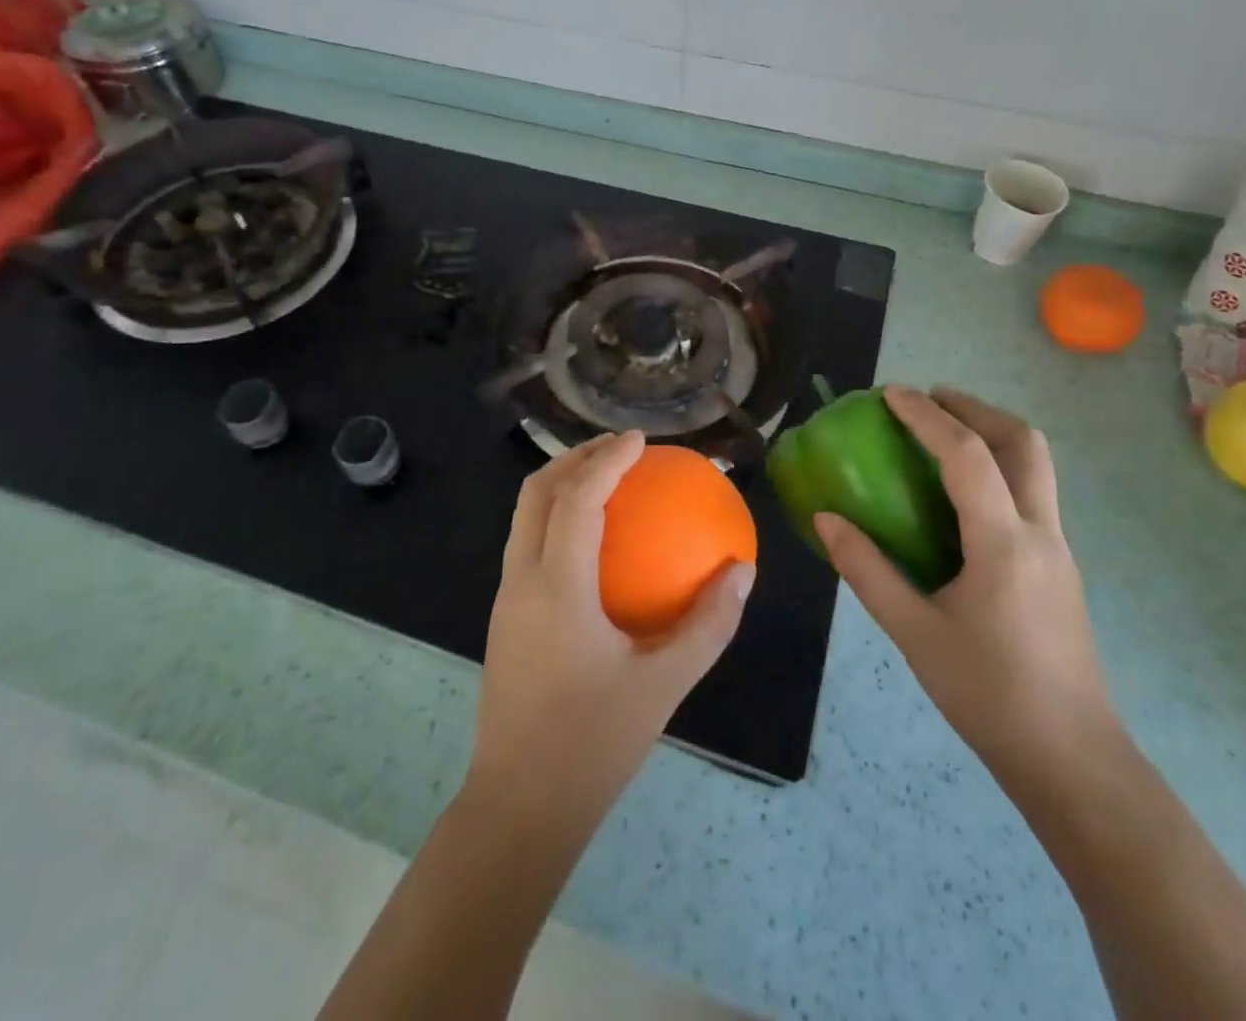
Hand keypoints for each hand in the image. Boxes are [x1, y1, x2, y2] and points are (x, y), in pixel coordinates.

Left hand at [468, 431, 755, 826]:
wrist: (519, 807)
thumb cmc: (593, 744)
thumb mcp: (664, 685)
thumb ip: (708, 623)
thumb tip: (742, 571)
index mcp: (556, 586)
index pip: (578, 498)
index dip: (607, 459)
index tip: (640, 439)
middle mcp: (521, 579)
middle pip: (536, 492)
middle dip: (575, 457)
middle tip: (620, 449)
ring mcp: (505, 597)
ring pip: (523, 516)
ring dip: (560, 484)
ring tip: (605, 480)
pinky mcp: (503, 617)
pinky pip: (526, 543)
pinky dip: (555, 518)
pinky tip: (593, 541)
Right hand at [815, 386, 1118, 779]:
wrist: (1072, 759)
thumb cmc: (988, 694)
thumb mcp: (913, 632)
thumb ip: (866, 569)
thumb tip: (825, 518)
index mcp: (1003, 543)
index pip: (967, 456)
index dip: (927, 417)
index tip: (891, 394)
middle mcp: (1041, 533)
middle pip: (1023, 443)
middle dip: (975, 408)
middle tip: (929, 400)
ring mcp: (1058, 549)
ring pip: (1036, 465)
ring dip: (992, 433)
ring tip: (943, 433)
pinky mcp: (1059, 567)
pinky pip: (1032, 492)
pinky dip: (998, 466)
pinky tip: (962, 495)